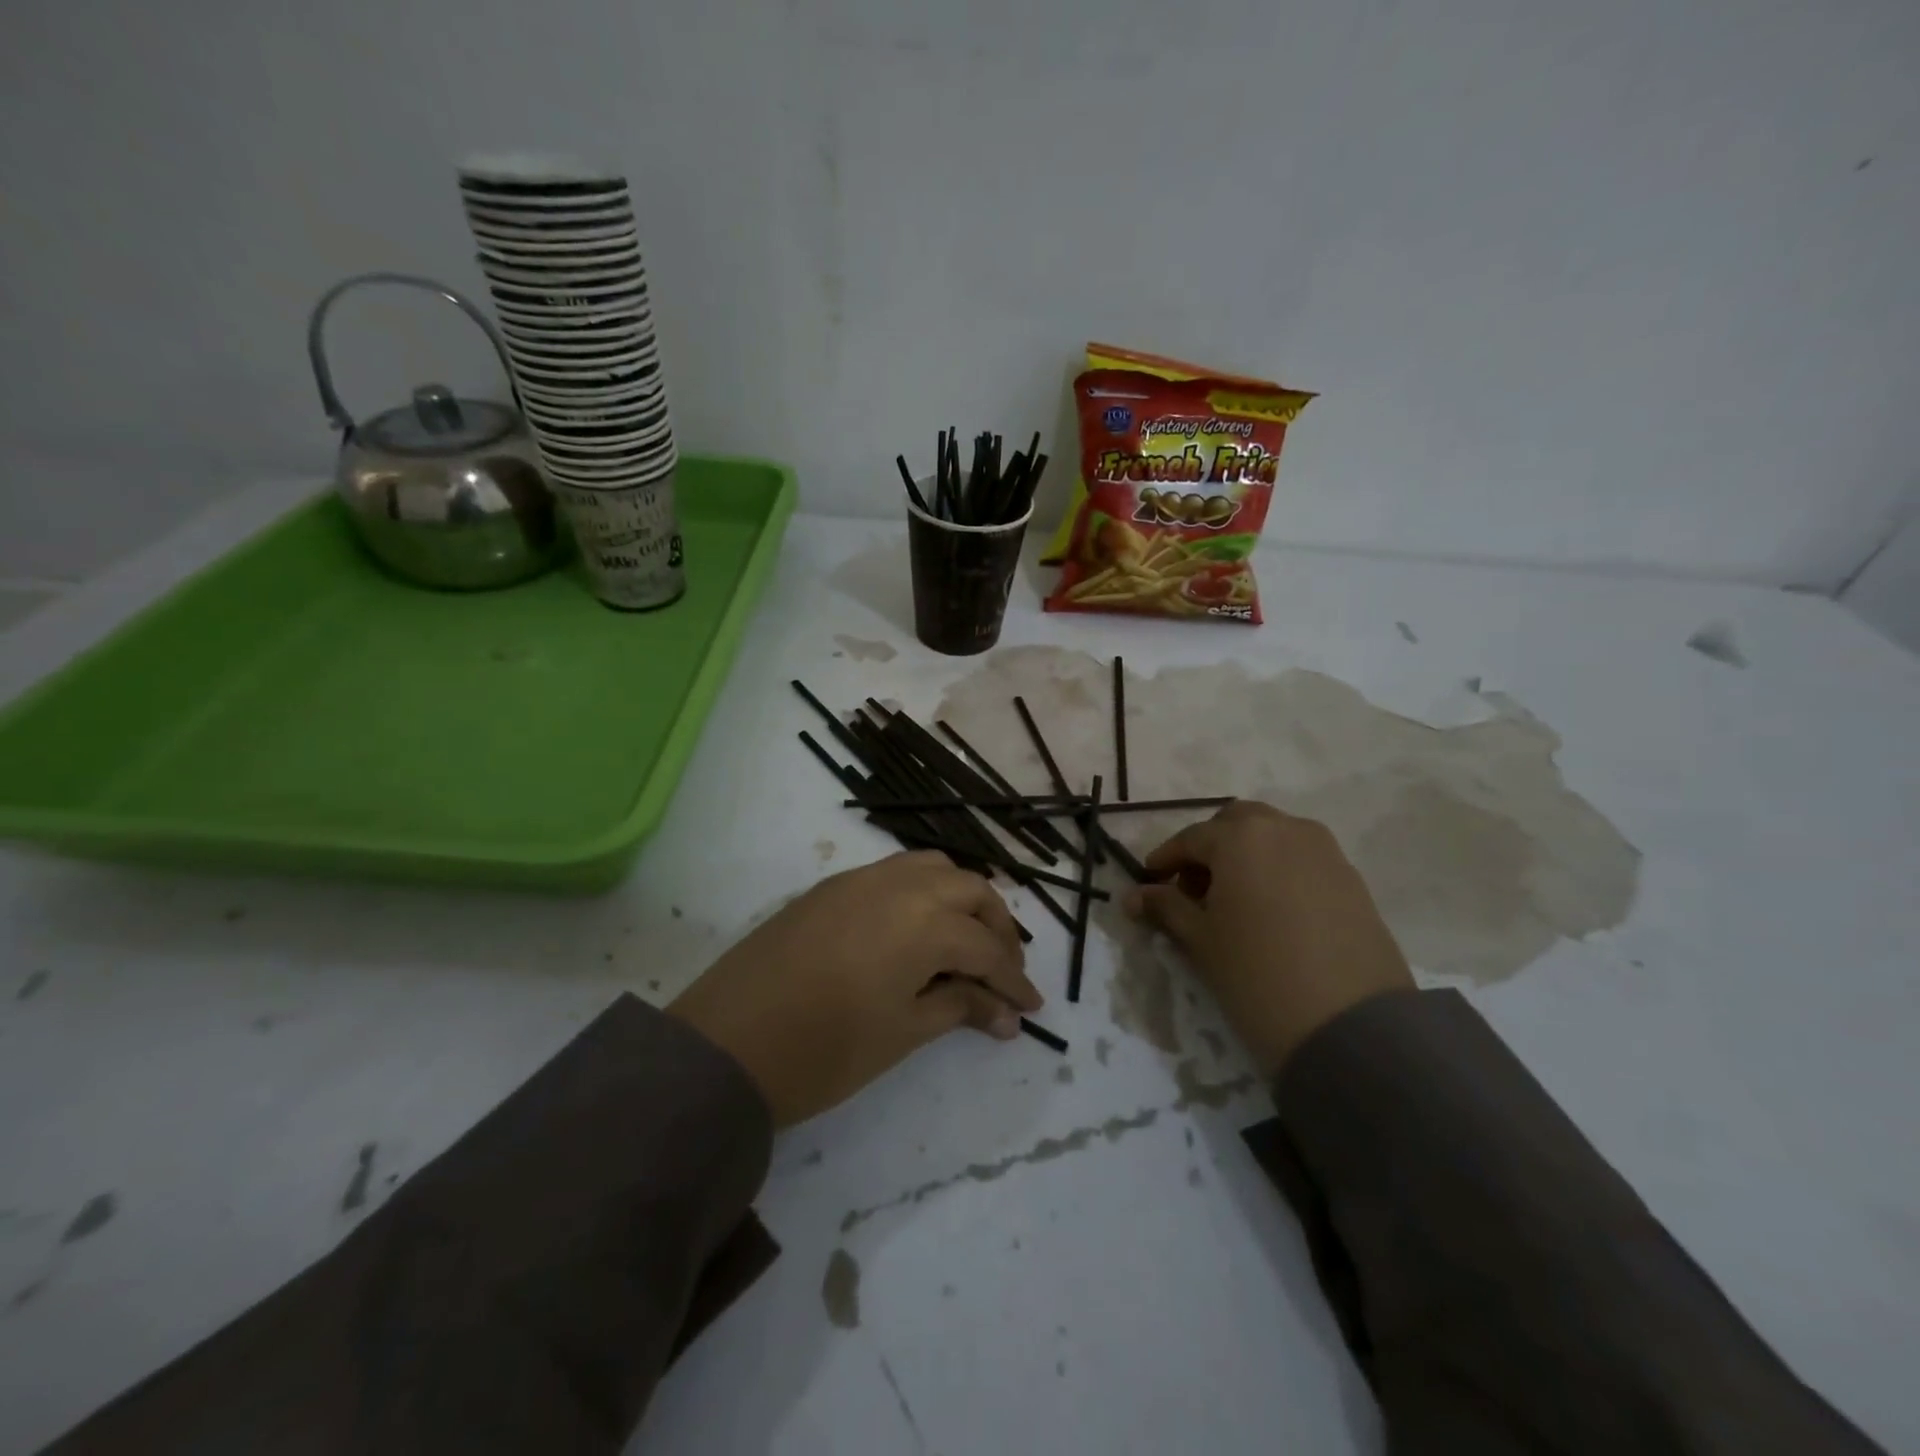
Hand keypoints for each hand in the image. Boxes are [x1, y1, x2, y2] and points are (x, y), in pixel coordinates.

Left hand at [671, 851, 1042, 1127]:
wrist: (726, 1044)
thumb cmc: (825, 1049)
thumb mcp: (903, 1032)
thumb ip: (960, 1007)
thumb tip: (1007, 1015)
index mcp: (925, 921)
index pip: (987, 948)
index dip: (1013, 981)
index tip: (1030, 1009)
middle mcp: (900, 884)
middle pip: (970, 891)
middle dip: (997, 928)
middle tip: (1003, 971)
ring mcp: (861, 879)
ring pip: (933, 869)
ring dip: (961, 899)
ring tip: (966, 942)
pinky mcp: (832, 887)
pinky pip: (895, 872)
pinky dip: (923, 892)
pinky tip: (917, 930)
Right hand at [1123, 800, 1413, 1076]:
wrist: (1351, 1027)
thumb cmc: (1256, 974)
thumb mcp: (1200, 940)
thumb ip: (1166, 907)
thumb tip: (1133, 896)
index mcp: (1241, 837)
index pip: (1191, 838)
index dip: (1165, 860)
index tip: (1149, 883)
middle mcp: (1284, 829)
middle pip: (1235, 823)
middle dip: (1209, 848)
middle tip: (1193, 889)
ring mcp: (1324, 851)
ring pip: (1273, 836)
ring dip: (1246, 855)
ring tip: (1233, 901)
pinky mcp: (1352, 879)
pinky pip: (1302, 859)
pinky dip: (1278, 870)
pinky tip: (1270, 911)